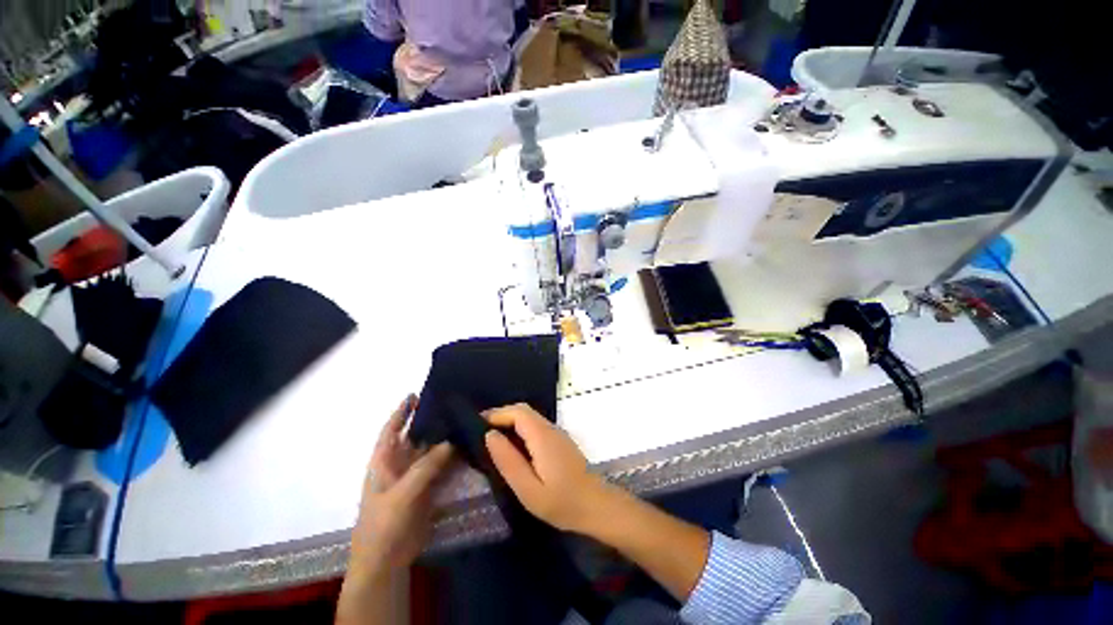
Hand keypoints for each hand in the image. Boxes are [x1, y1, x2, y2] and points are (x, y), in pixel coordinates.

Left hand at [350, 395, 452, 578]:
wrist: (386, 562)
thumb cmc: (383, 525)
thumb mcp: (401, 494)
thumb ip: (426, 467)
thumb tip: (451, 442)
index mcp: (383, 462)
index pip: (391, 430)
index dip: (401, 412)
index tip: (415, 394)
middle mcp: (399, 465)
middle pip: (415, 437)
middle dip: (429, 421)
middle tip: (452, 405)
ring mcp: (414, 477)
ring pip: (430, 451)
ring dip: (443, 438)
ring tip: (463, 421)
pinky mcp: (427, 488)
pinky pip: (440, 467)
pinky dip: (451, 457)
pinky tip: (465, 446)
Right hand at [483, 403, 610, 533]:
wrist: (596, 505)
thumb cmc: (562, 502)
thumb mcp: (528, 489)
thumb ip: (508, 461)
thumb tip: (490, 436)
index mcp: (542, 436)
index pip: (517, 412)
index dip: (496, 414)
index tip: (476, 425)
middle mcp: (550, 428)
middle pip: (523, 410)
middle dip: (501, 415)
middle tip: (481, 432)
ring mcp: (557, 433)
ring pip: (530, 417)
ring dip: (511, 421)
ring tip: (492, 439)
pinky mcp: (559, 440)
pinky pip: (536, 426)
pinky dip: (520, 429)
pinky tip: (513, 447)